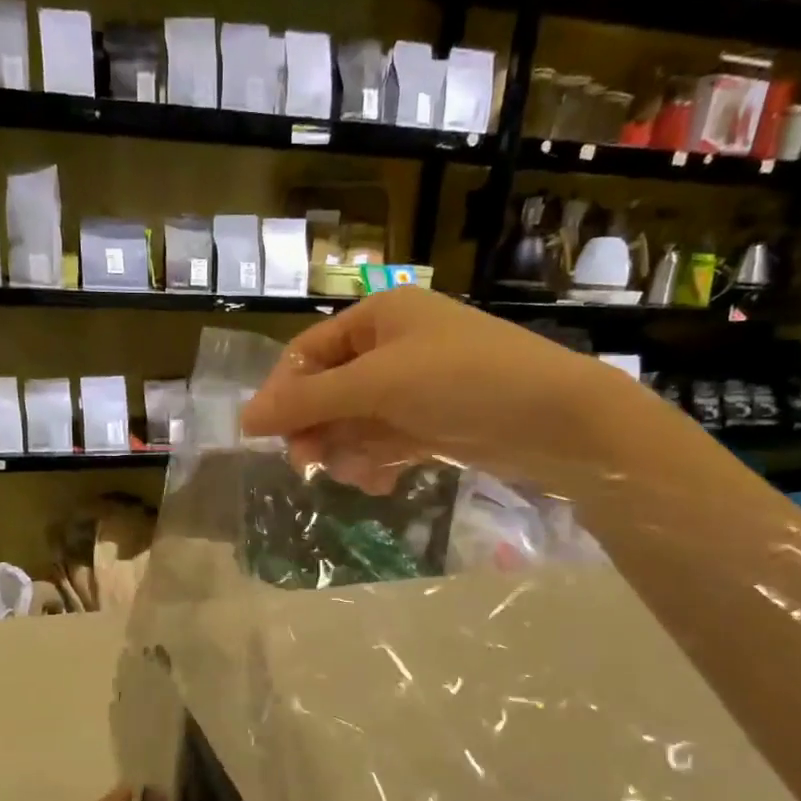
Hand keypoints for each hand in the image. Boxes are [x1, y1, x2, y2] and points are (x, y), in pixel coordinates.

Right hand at [240, 286, 664, 493]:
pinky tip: (384, 483)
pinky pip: (384, 443)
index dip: (284, 393)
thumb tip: (244, 419)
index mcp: (379, 317)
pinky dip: (377, 464)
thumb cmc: (462, 382)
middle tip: (307, 464)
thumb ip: (309, 401)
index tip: (265, 436)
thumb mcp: (377, 384)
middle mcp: (394, 347)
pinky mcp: (433, 424)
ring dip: (348, 452)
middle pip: (329, 391)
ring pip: (355, 424)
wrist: (555, 421)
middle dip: (318, 429)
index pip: (308, 353)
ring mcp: (414, 388)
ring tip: (361, 476)